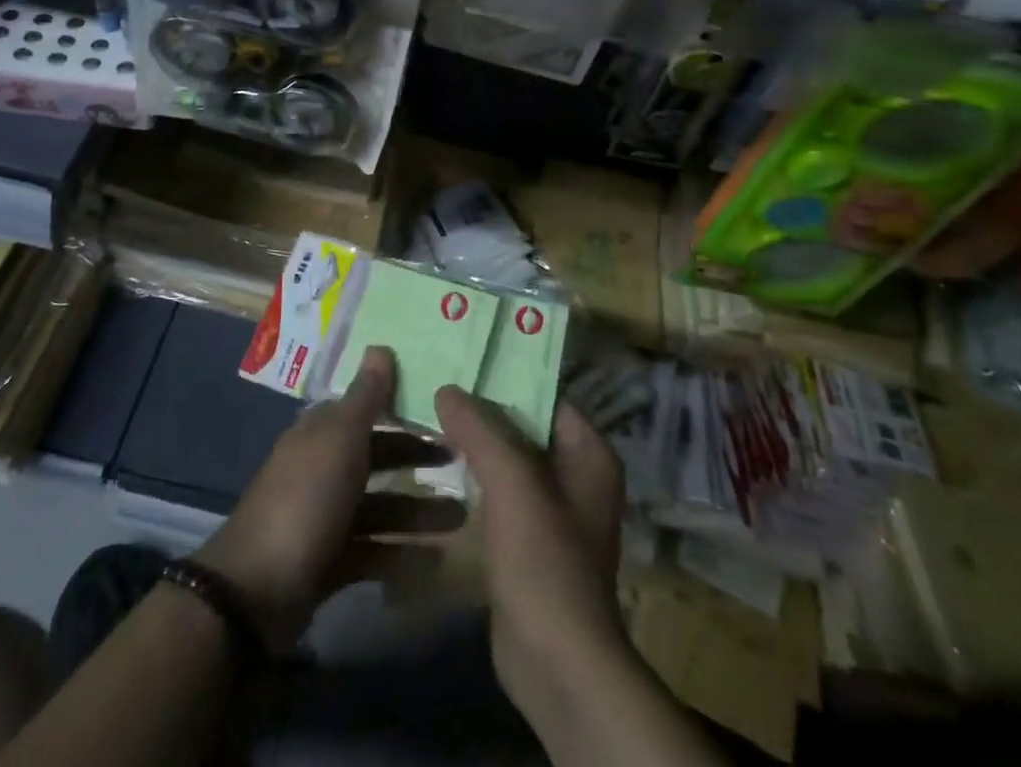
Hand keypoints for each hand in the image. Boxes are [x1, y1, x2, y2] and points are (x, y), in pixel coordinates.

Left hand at [195, 348, 461, 650]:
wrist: (257, 591)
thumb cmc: (305, 499)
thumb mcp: (340, 440)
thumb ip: (366, 397)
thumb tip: (380, 346)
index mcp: (321, 434)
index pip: (365, 410)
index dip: (401, 408)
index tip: (443, 412)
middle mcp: (323, 468)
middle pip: (377, 457)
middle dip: (418, 460)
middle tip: (462, 464)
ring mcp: (326, 517)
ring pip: (381, 507)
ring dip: (419, 512)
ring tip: (462, 520)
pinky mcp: (330, 562)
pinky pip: (375, 551)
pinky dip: (403, 555)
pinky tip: (437, 561)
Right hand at [433, 387, 627, 726]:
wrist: (556, 662)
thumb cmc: (544, 560)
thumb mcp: (513, 481)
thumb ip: (480, 428)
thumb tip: (447, 388)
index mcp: (589, 453)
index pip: (546, 394)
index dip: (507, 374)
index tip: (463, 359)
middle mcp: (577, 475)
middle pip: (525, 424)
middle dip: (484, 408)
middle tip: (438, 381)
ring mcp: (553, 510)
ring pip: (509, 458)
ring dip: (476, 442)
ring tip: (431, 413)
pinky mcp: (529, 540)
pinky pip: (500, 491)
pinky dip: (475, 476)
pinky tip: (440, 463)